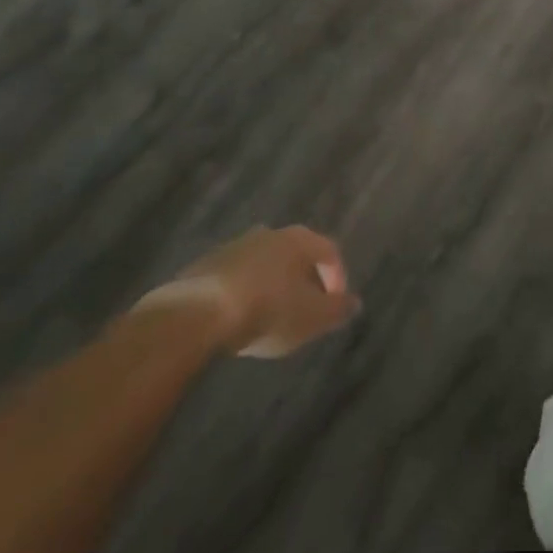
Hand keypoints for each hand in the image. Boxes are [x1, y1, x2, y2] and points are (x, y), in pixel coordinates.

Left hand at [164, 225, 360, 357]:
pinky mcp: (206, 266)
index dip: (338, 277)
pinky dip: (244, 292)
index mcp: (299, 239)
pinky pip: (236, 277)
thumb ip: (336, 310)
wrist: (197, 314)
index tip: (336, 305)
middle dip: (303, 278)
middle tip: (304, 307)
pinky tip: (239, 317)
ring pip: (264, 263)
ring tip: (270, 314)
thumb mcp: (310, 318)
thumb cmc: (266, 310)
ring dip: (272, 284)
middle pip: (295, 253)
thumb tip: (356, 303)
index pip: (329, 251)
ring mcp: (235, 247)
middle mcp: (270, 234)